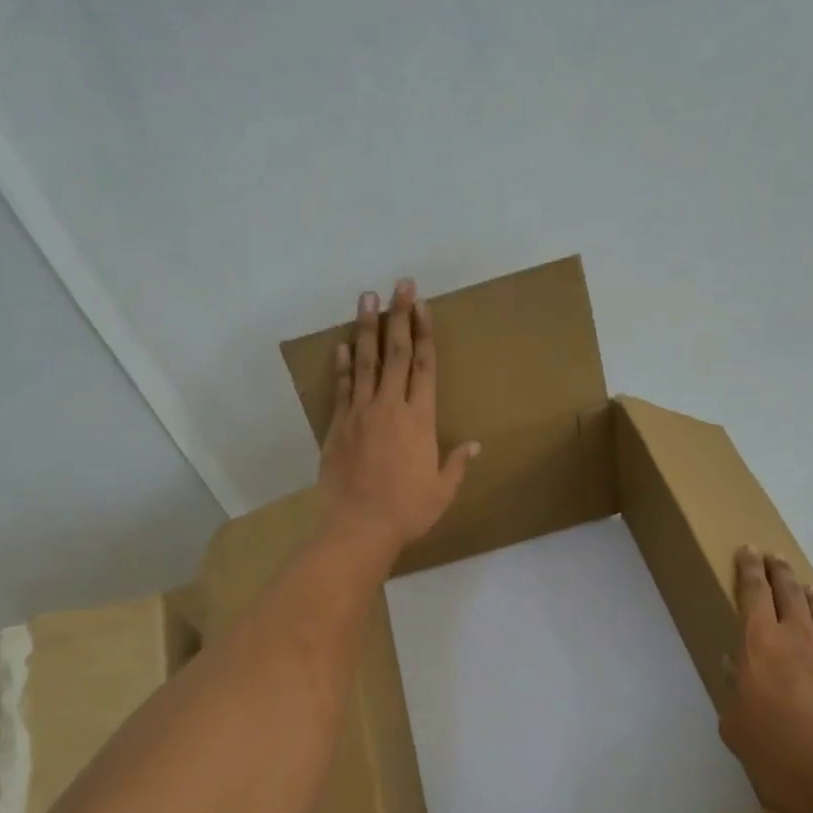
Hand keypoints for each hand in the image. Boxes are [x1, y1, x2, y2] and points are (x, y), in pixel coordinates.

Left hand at [317, 279, 478, 560]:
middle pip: (396, 353)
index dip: (424, 333)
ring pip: (366, 362)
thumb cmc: (407, 511)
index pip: (424, 366)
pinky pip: (342, 387)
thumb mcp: (442, 491)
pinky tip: (343, 344)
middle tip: (401, 284)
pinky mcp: (338, 426)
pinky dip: (344, 364)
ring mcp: (360, 413)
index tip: (422, 305)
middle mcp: (390, 407)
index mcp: (420, 419)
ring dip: (367, 328)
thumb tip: (475, 445)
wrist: (359, 527)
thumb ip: (457, 463)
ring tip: (368, 298)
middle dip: (399, 316)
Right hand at [721, 548, 812, 812]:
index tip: (748, 550)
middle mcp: (799, 637)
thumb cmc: (781, 753)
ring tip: (805, 586)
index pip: (753, 594)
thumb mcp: (738, 729)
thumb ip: (735, 696)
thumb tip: (735, 672)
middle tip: (772, 556)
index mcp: (759, 644)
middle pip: (788, 592)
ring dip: (809, 595)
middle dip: (777, 571)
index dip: (748, 570)